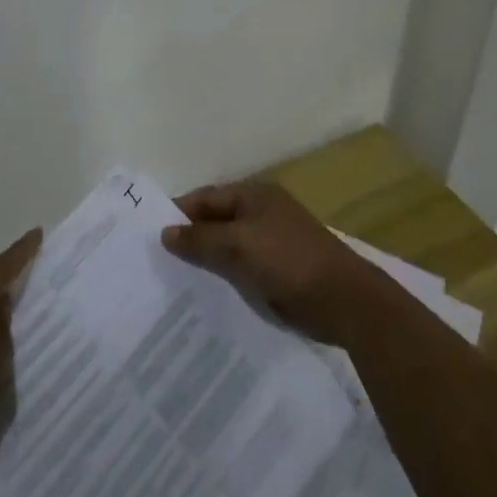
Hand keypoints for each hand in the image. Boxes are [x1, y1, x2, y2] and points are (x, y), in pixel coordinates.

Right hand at [160, 182, 388, 345]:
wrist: (346, 301)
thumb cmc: (289, 262)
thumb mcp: (239, 246)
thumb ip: (201, 239)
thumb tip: (165, 232)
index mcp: (255, 195)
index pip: (206, 197)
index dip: (179, 213)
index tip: (151, 235)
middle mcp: (263, 212)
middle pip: (217, 221)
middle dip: (191, 239)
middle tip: (158, 262)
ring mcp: (274, 241)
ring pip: (229, 247)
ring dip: (208, 261)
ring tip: (175, 283)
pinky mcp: (282, 270)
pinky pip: (244, 268)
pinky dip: (226, 277)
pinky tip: (208, 296)